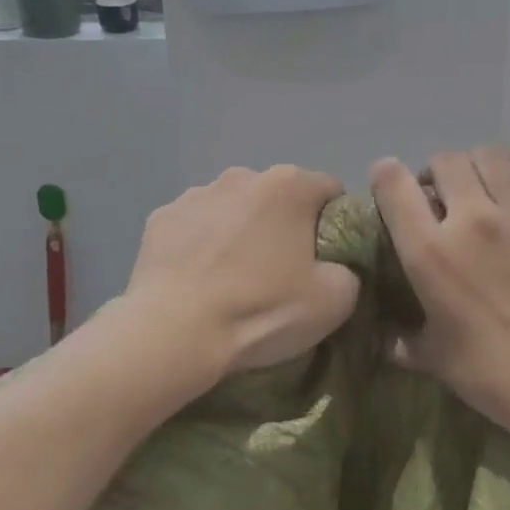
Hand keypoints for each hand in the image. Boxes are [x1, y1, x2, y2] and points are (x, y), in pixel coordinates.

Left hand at [125, 165, 360, 378]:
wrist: (174, 334)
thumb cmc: (262, 310)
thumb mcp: (335, 300)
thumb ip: (349, 271)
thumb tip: (337, 267)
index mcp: (290, 185)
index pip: (330, 191)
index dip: (336, 224)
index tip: (329, 259)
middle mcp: (242, 176)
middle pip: (279, 197)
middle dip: (285, 226)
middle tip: (283, 273)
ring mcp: (195, 194)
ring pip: (234, 209)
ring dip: (241, 232)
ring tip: (235, 279)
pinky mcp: (160, 218)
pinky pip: (194, 227)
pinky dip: (201, 245)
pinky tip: (199, 281)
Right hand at [371, 145, 509, 432]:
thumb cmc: (495, 375)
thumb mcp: (434, 359)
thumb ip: (402, 341)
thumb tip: (383, 338)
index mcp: (430, 254)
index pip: (393, 184)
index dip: (386, 176)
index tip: (392, 183)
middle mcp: (471, 219)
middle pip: (444, 161)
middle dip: (437, 174)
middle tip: (446, 197)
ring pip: (488, 154)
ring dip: (477, 166)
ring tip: (485, 187)